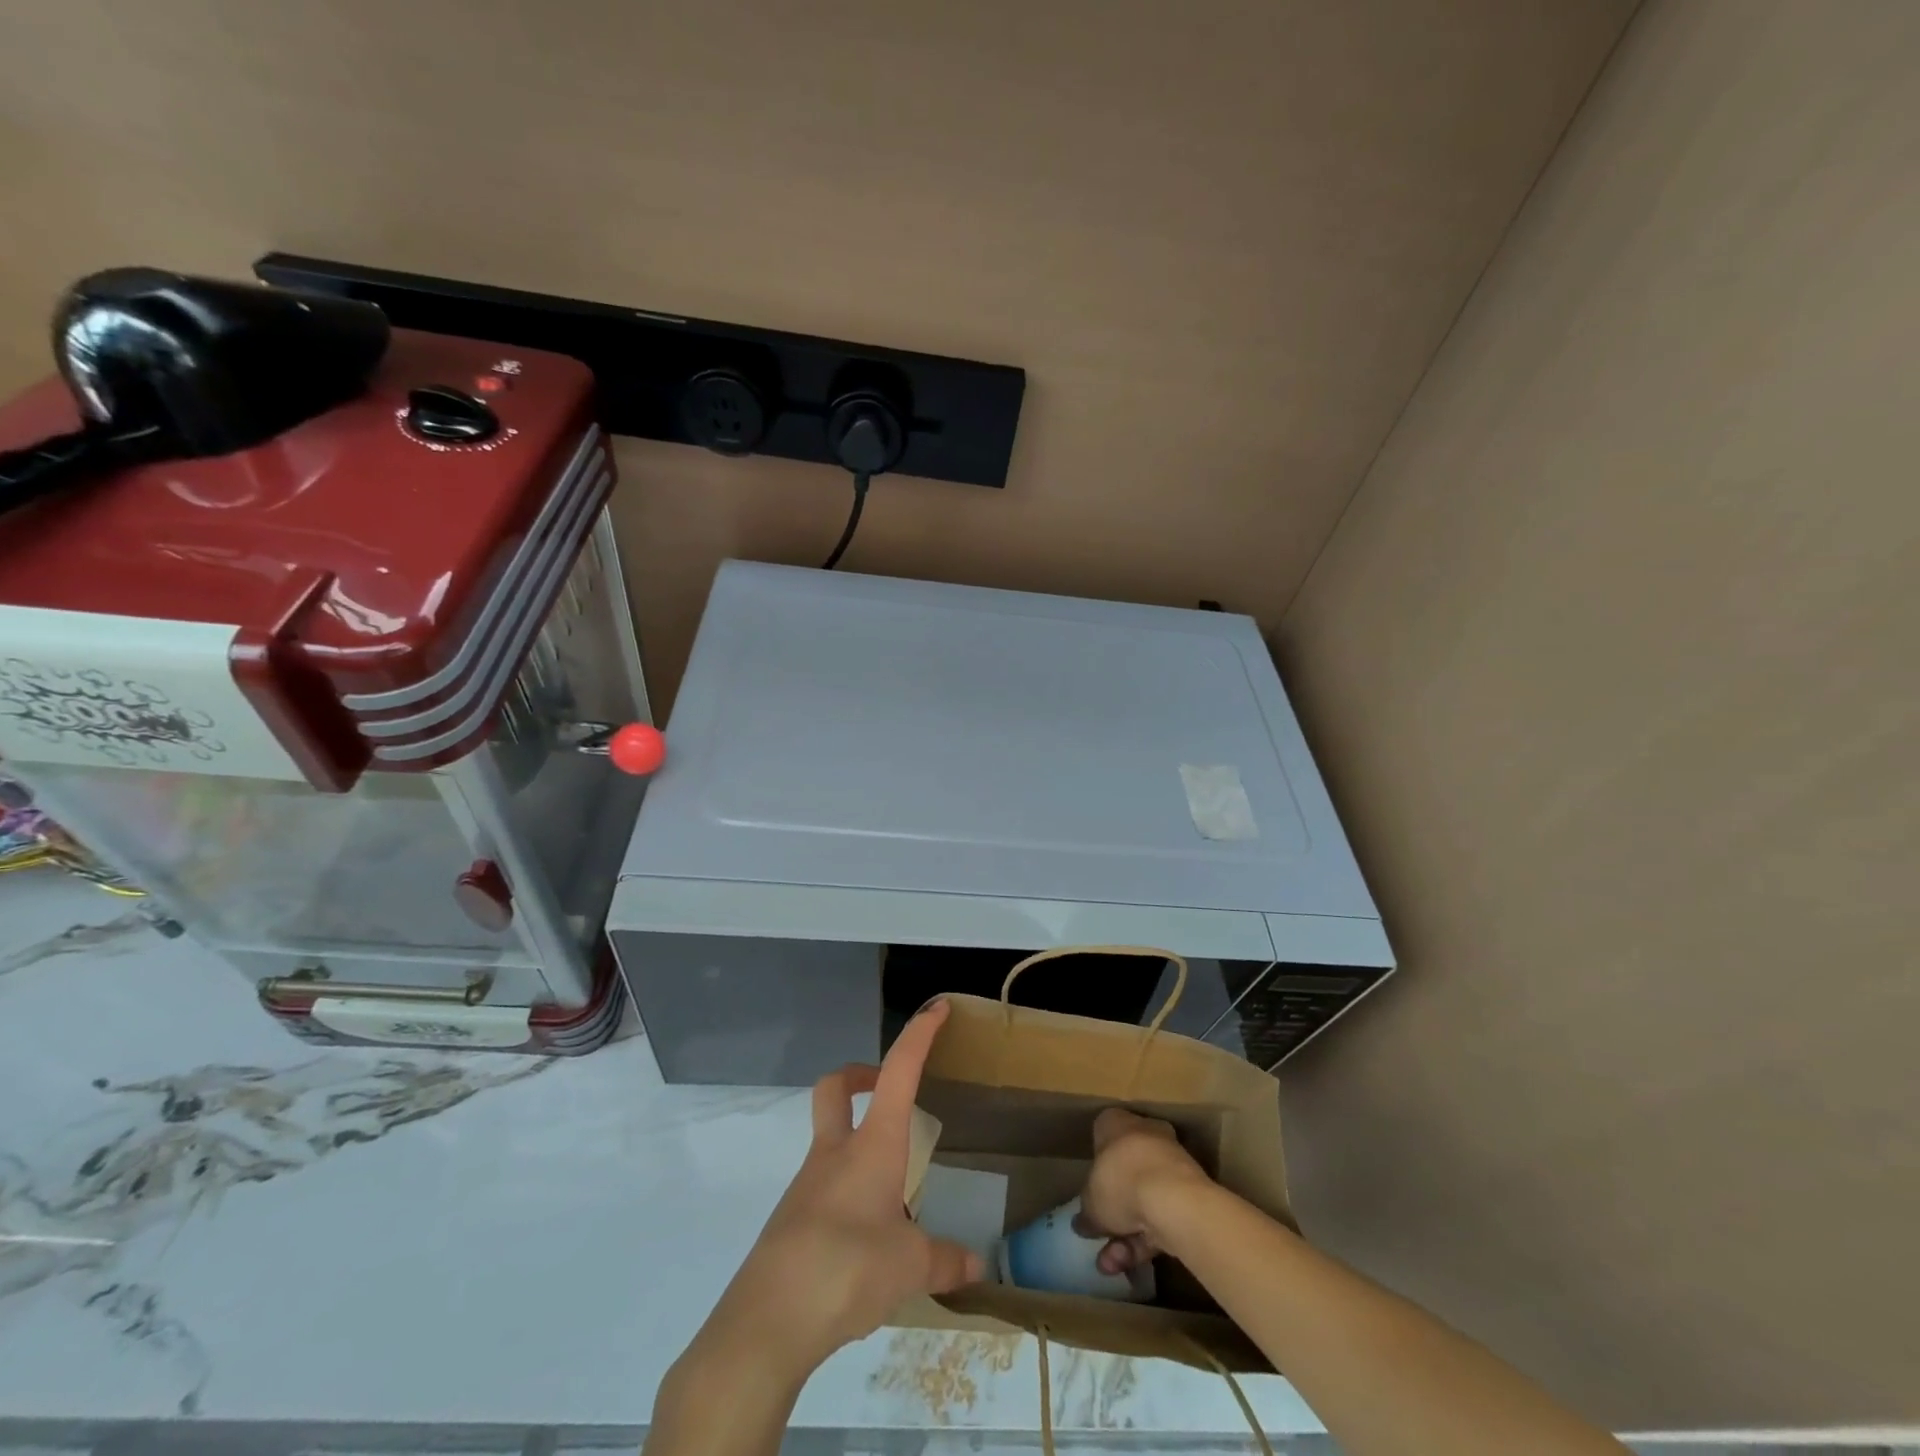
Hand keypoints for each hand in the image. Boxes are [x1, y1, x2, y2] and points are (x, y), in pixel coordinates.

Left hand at [697, 1000, 985, 1382]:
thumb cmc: (846, 1269)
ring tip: (892, 1188)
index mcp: (872, 1146)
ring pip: (828, 1139)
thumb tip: (975, 1267)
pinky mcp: (791, 1220)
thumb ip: (944, 1262)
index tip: (935, 1008)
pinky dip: (845, 1191)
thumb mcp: (909, 1268)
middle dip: (859, 1075)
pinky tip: (865, 1235)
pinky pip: (821, 1188)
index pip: (899, 1072)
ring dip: (856, 1142)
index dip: (918, 1035)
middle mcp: (835, 1153)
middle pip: (835, 1088)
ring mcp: (807, 1185)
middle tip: (886, 1090)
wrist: (766, 1321)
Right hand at [1076, 1107, 1213, 1275]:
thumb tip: (1083, 1223)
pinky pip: (1161, 1214)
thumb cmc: (1120, 1182)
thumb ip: (1087, 1212)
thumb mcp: (1090, 1202)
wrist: (1173, 1200)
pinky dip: (1146, 1240)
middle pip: (1126, 1171)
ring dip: (1126, 1234)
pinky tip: (1129, 1264)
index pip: (1103, 1133)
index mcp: (1117, 1123)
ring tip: (1111, 1264)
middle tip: (1100, 1235)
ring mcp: (1170, 1163)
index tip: (1091, 1188)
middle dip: (1113, 1210)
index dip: (1096, 1162)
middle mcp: (1145, 1135)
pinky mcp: (1190, 1193)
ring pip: (1144, 1198)